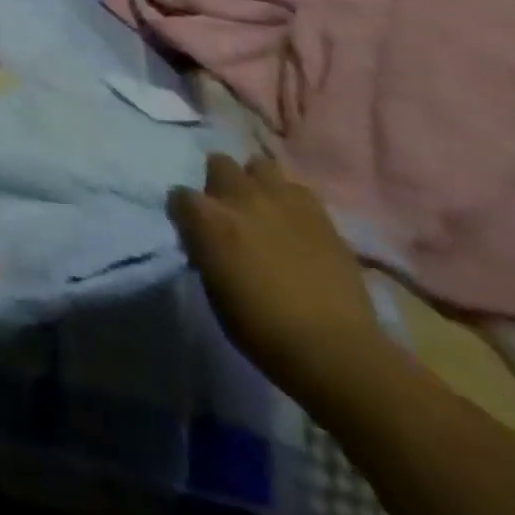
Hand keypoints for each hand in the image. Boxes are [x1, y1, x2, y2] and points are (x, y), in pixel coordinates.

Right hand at [168, 153, 391, 409]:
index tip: (192, 230)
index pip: (179, 195)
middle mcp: (240, 197)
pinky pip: (298, 190)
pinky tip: (295, 223)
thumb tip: (206, 239)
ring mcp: (282, 201)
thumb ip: (205, 250)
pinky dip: (292, 201)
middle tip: (229, 210)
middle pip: (219, 163)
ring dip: (256, 182)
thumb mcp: (213, 289)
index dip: (184, 213)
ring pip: (260, 165)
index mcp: (207, 218)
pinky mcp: (320, 215)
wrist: (335, 350)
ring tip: (262, 207)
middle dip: (219, 182)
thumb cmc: (262, 328)